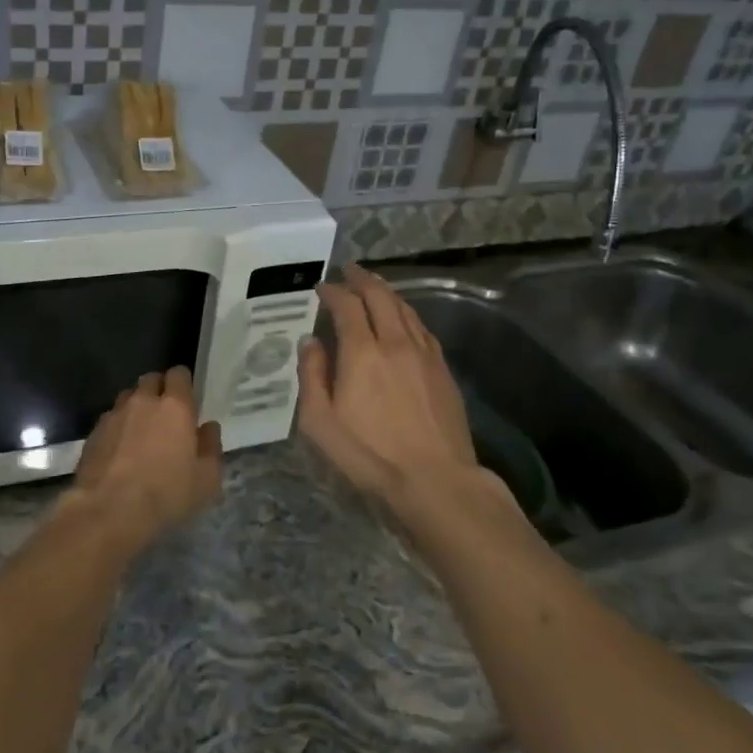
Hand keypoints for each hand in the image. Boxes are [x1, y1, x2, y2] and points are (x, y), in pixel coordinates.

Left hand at [70, 367, 222, 552]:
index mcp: (175, 406)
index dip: (183, 383)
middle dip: (159, 390)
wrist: (109, 511)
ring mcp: (114, 414)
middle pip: (151, 380)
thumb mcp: (206, 479)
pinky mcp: (93, 432)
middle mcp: (143, 401)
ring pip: (128, 397)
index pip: (179, 374)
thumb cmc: (166, 495)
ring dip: (136, 407)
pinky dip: (118, 427)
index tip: (187, 399)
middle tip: (165, 415)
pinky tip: (120, 450)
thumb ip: (211, 446)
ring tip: (141, 432)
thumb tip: (208, 427)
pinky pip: (110, 418)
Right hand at [298, 266, 491, 512]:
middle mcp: (395, 343)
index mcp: (362, 353)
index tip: (321, 287)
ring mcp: (424, 354)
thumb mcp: (320, 423)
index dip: (332, 291)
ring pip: (405, 309)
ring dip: (386, 292)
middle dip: (362, 279)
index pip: (346, 306)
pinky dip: (407, 314)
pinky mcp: (443, 370)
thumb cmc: (369, 456)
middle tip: (348, 271)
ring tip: (373, 286)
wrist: (436, 481)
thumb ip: (312, 376)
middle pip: (380, 297)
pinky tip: (403, 319)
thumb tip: (310, 341)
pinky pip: (422, 328)